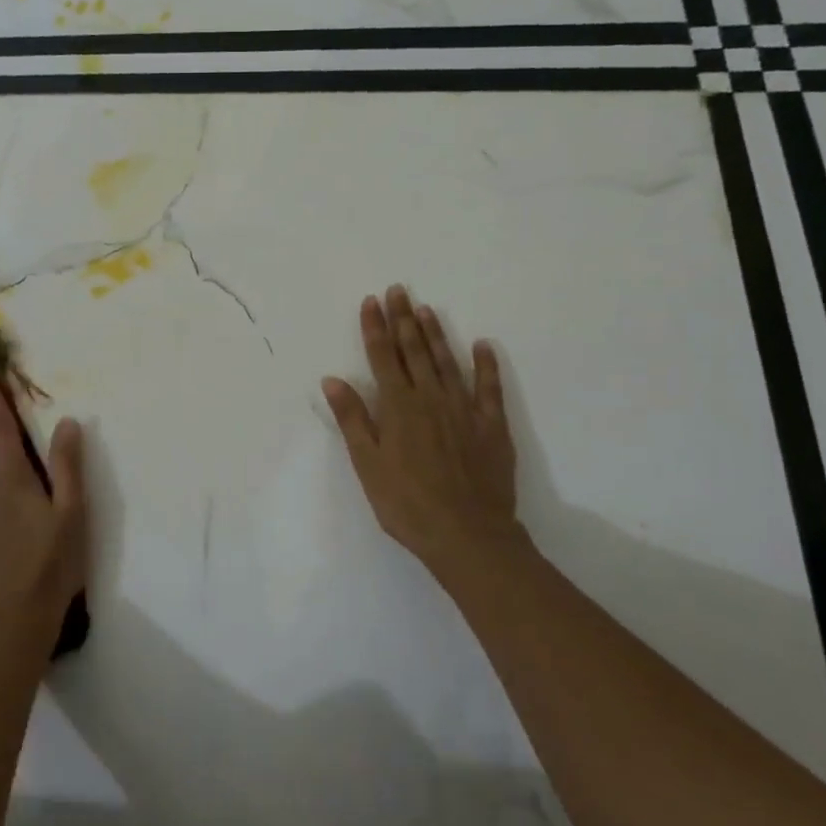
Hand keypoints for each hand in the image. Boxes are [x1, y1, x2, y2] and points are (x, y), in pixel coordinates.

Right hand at [322, 287, 525, 575]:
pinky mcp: (491, 426)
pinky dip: (486, 364)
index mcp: (398, 407)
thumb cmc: (407, 504)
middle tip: (399, 290)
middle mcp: (430, 398)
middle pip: (414, 351)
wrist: (467, 535)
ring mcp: (464, 409)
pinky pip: (489, 388)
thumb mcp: (367, 464)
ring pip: (447, 361)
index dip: (375, 328)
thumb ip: (353, 419)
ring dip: (436, 334)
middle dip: (404, 319)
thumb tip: (333, 379)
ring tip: (426, 309)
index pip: (382, 357)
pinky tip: (483, 345)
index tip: (371, 301)